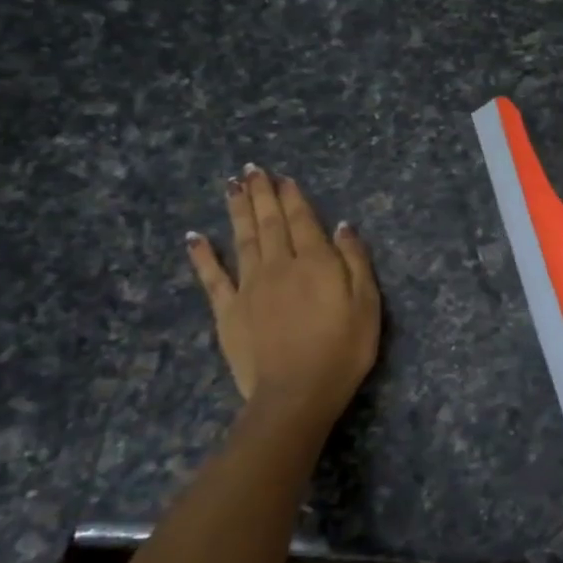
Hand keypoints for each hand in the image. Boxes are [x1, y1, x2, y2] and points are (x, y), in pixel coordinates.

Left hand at [186, 166, 380, 424]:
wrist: (297, 393)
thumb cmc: (343, 350)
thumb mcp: (367, 304)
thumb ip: (355, 262)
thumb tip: (343, 226)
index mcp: (315, 262)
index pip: (303, 221)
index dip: (293, 198)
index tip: (283, 178)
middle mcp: (279, 265)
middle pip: (270, 223)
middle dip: (262, 194)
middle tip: (253, 170)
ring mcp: (249, 287)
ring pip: (242, 239)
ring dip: (237, 211)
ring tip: (232, 186)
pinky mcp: (228, 311)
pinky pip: (212, 277)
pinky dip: (203, 255)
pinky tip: (194, 237)